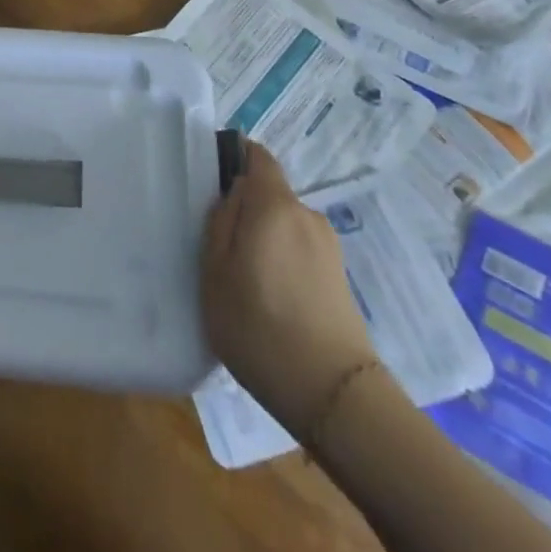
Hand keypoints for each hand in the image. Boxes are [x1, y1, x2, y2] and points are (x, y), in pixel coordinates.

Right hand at [200, 142, 376, 433]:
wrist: (334, 395)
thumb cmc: (259, 326)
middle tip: (218, 248)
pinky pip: (299, 252)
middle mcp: (307, 214)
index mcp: (275, 204)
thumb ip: (219, 221)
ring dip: (263, 241)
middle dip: (244, 211)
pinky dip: (282, 264)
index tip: (211, 187)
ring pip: (283, 226)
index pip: (257, 156)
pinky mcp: (339, 278)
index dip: (234, 160)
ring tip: (243, 283)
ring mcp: (328, 247)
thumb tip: (232, 194)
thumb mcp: (215, 271)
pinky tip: (269, 303)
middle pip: (269, 194)